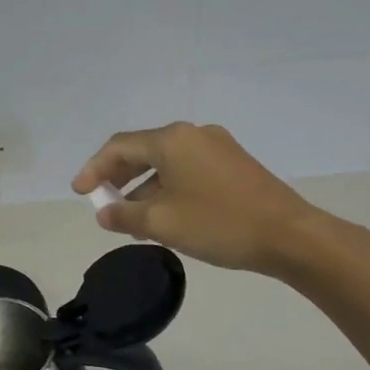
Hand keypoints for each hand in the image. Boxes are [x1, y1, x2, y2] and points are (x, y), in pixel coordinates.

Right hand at [72, 122, 319, 274]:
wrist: (290, 235)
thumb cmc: (219, 224)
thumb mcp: (162, 223)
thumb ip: (125, 215)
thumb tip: (104, 213)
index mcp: (172, 139)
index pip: (119, 147)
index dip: (94, 169)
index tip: (79, 192)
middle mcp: (193, 134)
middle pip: (143, 150)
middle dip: (118, 176)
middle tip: (103, 202)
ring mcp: (217, 147)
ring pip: (167, 163)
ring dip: (143, 187)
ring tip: (131, 218)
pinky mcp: (234, 164)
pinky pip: (188, 170)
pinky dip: (167, 188)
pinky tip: (166, 215)